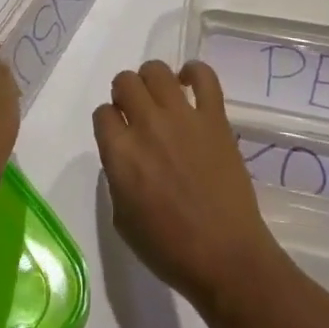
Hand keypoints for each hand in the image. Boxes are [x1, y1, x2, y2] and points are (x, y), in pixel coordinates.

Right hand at [93, 60, 286, 313]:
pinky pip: (203, 76)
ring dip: (152, 80)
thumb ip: (118, 177)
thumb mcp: (123, 220)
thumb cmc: (170, 250)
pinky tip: (189, 83)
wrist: (226, 257)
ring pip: (157, 70)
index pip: (102, 114)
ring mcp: (182, 117)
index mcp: (121, 155)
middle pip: (125, 82)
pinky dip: (194, 72)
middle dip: (125, 94)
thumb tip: (125, 154)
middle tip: (137, 112)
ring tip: (161, 97)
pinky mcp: (214, 117)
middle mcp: (147, 126)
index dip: (109, 122)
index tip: (118, 133)